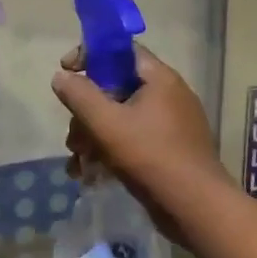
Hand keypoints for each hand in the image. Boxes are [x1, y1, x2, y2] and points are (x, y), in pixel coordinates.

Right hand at [52, 43, 226, 238]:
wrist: (195, 208)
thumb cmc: (150, 156)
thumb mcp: (106, 123)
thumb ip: (79, 95)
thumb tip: (61, 76)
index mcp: (160, 79)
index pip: (121, 50)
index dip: (90, 55)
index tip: (66, 71)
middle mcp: (168, 95)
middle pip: (116, 87)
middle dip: (87, 110)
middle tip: (73, 135)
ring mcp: (171, 124)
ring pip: (121, 117)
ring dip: (94, 135)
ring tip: (79, 161)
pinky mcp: (169, 150)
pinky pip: (133, 139)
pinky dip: (110, 150)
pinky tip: (91, 174)